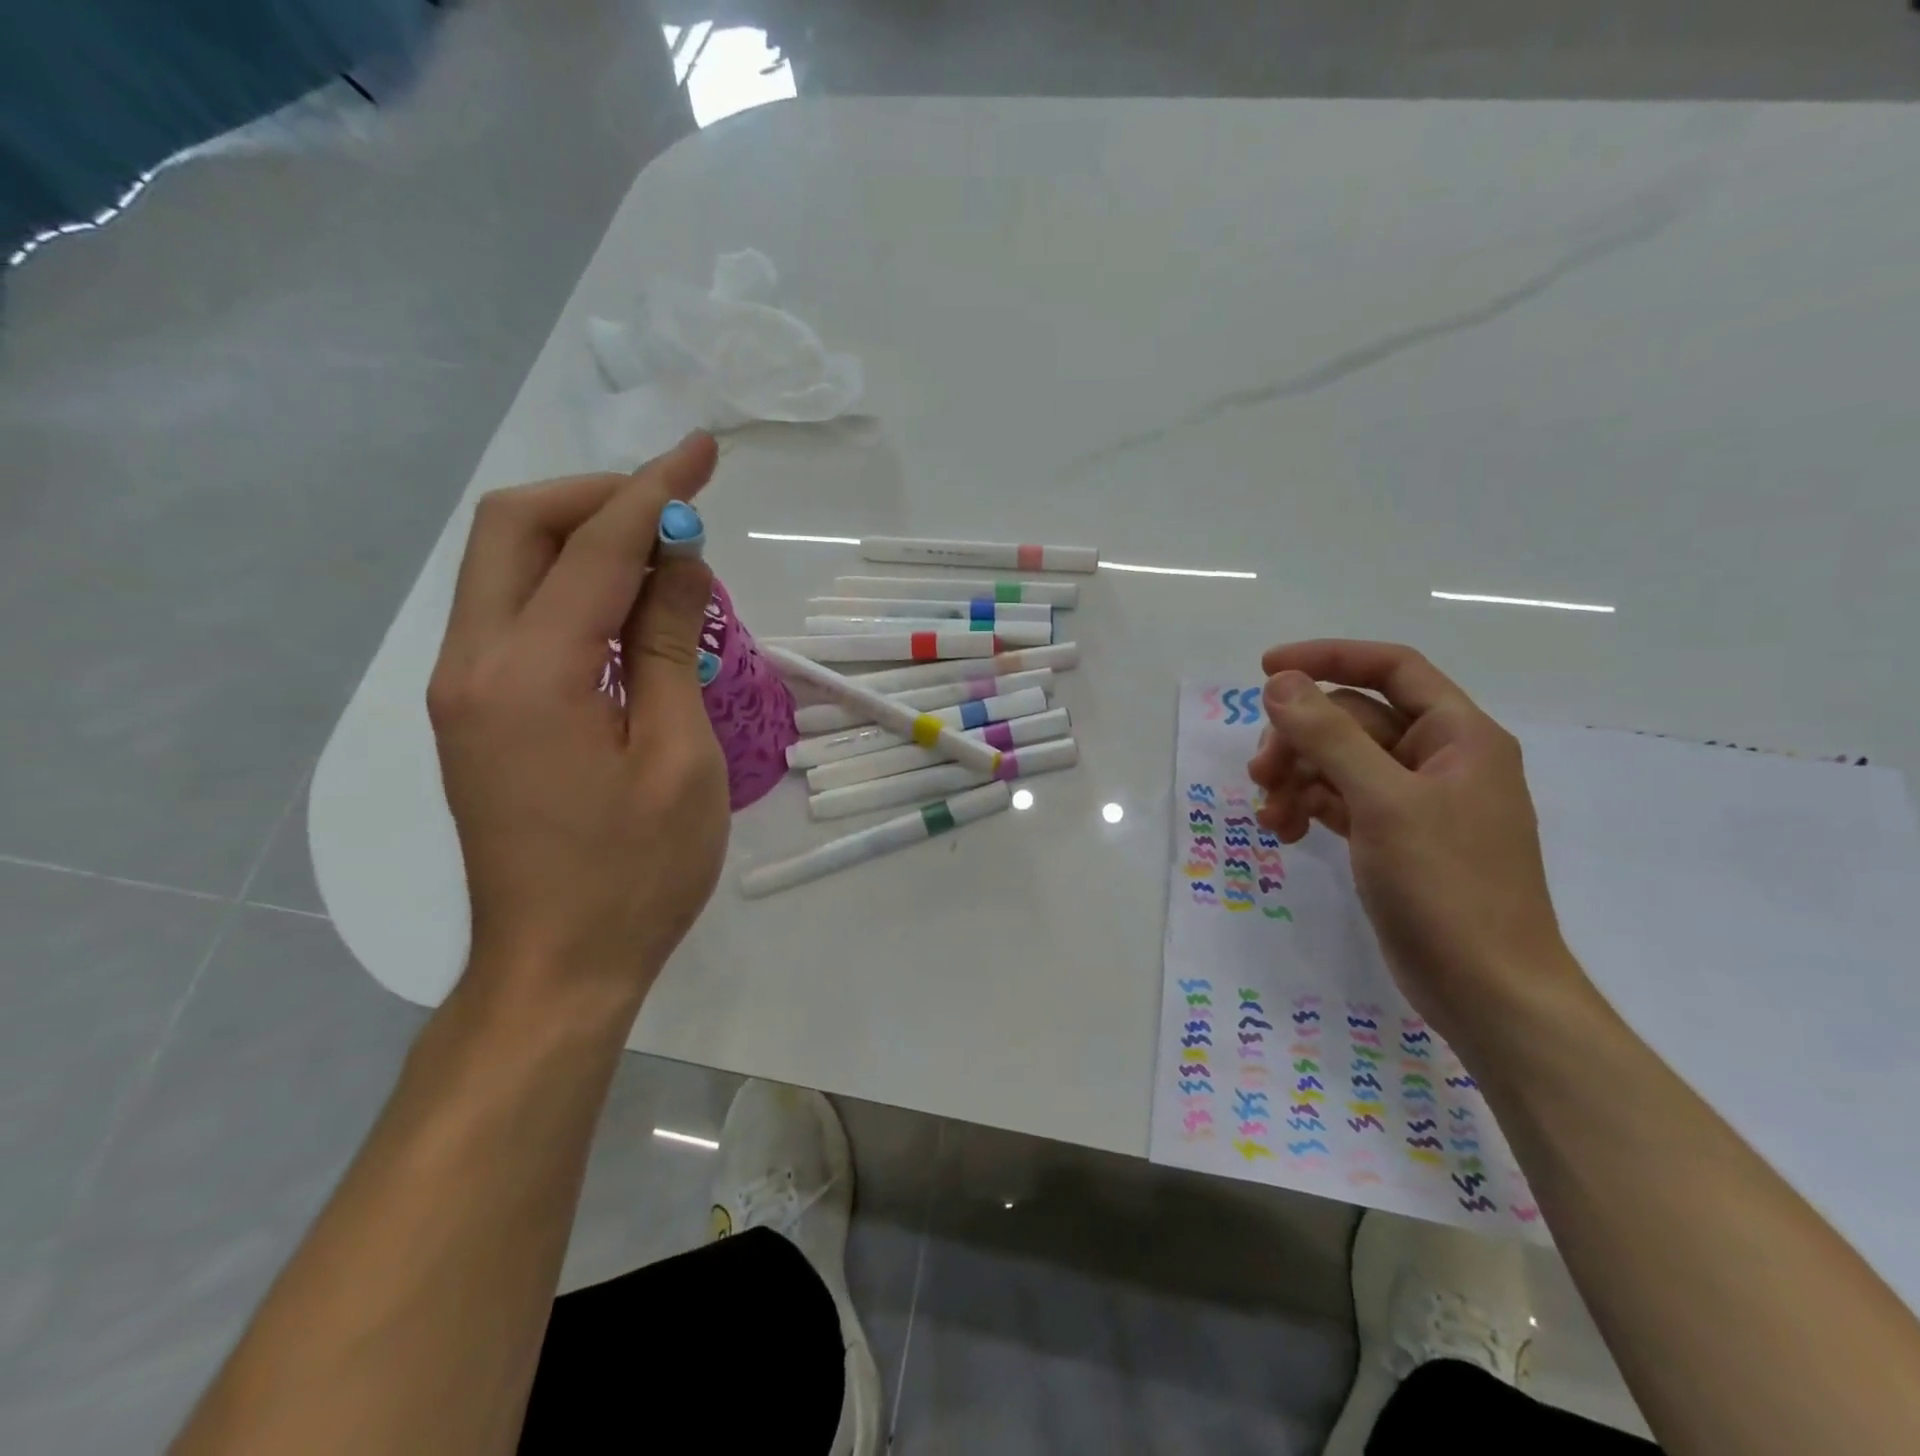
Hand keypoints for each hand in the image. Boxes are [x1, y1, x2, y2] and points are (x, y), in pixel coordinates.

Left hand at [427, 433, 728, 1012]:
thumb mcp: (678, 756)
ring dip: (584, 539)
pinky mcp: (476, 714)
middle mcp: (473, 663)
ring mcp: (464, 689)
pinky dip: (571, 588)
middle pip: (516, 529)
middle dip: (599, 496)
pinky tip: (629, 612)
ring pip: (507, 567)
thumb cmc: (636, 873)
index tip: (703, 454)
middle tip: (675, 505)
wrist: (557, 968)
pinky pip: (516, 615)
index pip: (595, 546)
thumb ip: (671, 647)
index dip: (655, 492)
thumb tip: (681, 561)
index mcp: (529, 673)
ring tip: (665, 556)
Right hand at [1246, 640, 1582, 1039]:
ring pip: (1339, 762)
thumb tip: (1280, 682)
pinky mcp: (1393, 838)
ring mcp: (1415, 801)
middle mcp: (1438, 759)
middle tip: (1260, 772)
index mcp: (1458, 735)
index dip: (1329, 658)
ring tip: (1269, 816)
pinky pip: (1339, 801)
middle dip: (1299, 739)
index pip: (1391, 668)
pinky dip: (1308, 807)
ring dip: (1296, 778)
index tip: (1265, 670)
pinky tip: (1284, 831)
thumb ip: (1329, 735)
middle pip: (1353, 719)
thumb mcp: (1382, 801)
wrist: (1487, 990)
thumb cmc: (1447, 886)